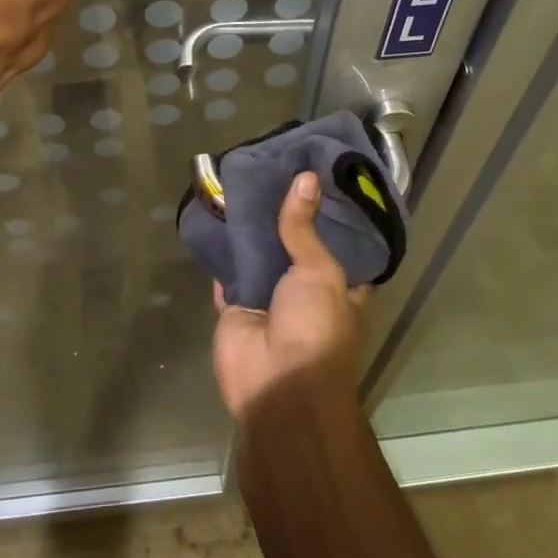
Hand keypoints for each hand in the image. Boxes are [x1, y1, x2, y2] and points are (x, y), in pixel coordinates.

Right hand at [212, 172, 370, 425]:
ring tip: (242, 184)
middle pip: (294, 248)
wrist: (276, 384)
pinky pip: (228, 273)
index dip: (327, 214)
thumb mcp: (321, 272)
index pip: (338, 244)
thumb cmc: (316, 329)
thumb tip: (307, 178)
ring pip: (259, 258)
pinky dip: (222, 252)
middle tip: (273, 172)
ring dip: (251, 232)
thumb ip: (305, 229)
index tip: (316, 178)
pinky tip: (215, 217)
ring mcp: (269, 301)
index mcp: (341, 288)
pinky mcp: (236, 308)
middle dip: (283, 218)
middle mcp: (306, 293)